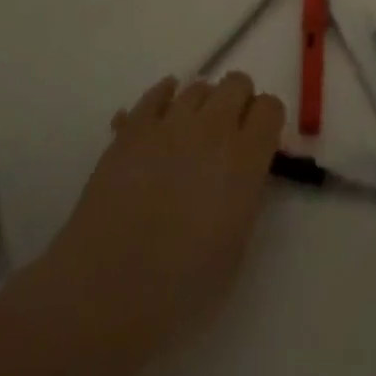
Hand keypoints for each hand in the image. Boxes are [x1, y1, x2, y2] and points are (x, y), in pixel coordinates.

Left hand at [38, 72, 285, 366]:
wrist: (105, 292)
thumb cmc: (180, 288)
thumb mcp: (236, 247)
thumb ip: (246, 196)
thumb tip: (242, 174)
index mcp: (245, 158)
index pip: (271, 108)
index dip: (267, 122)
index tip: (260, 143)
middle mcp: (213, 128)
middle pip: (237, 83)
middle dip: (239, 103)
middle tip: (229, 137)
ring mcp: (169, 123)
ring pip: (198, 86)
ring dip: (203, 104)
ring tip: (193, 135)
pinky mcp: (132, 128)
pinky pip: (157, 93)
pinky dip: (165, 99)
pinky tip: (163, 120)